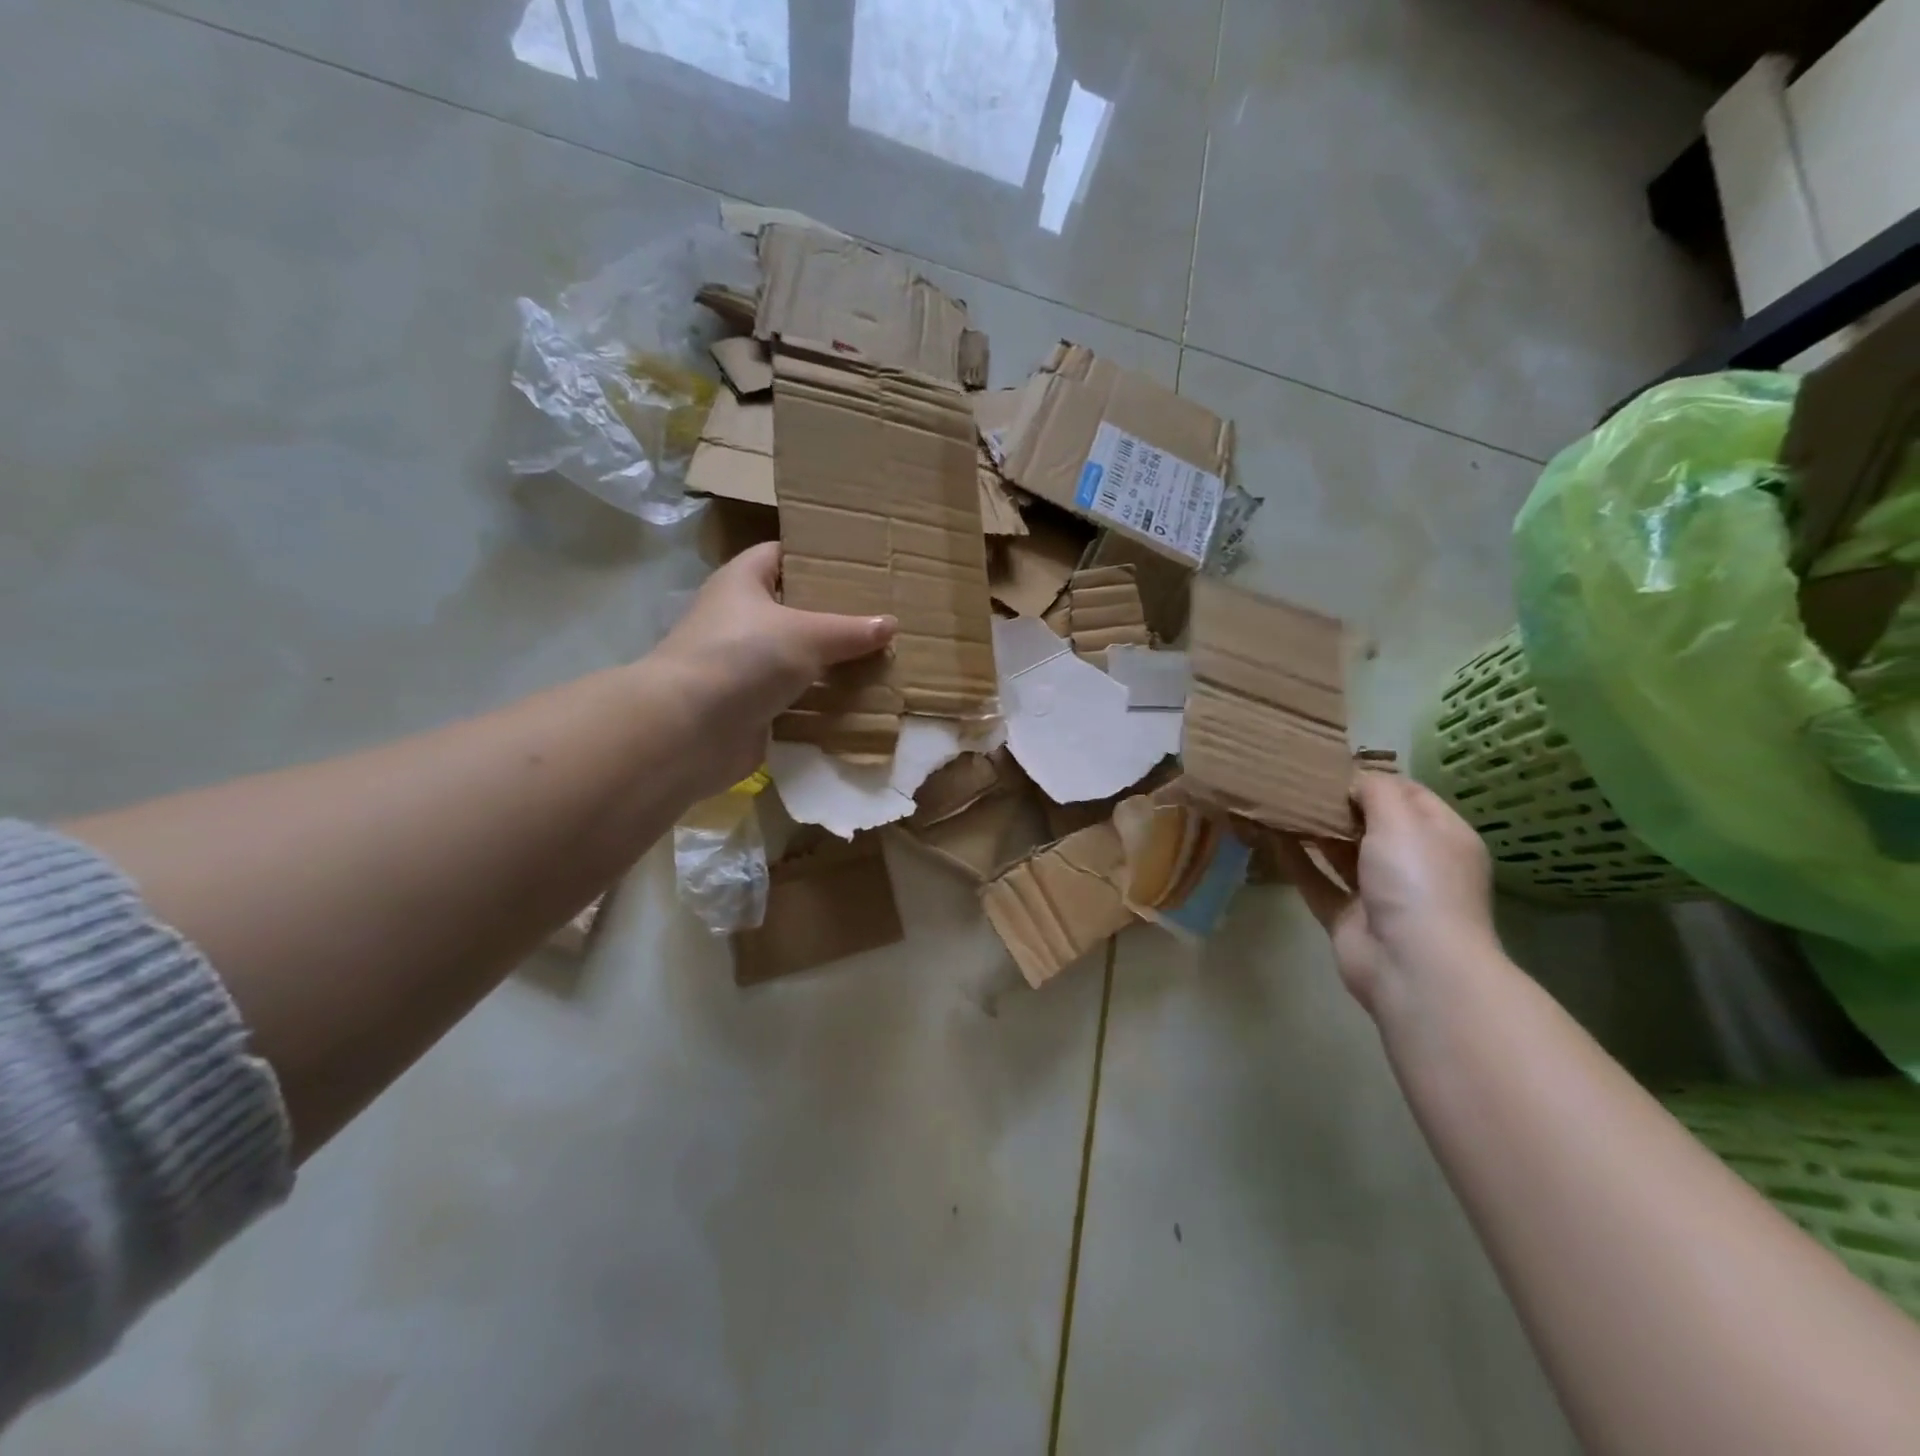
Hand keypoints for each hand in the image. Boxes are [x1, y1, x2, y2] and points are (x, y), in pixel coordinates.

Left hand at [648, 543, 896, 795]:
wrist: (689, 730)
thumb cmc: (743, 657)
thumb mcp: (806, 634)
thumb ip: (850, 630)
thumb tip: (890, 624)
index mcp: (742, 582)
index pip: (780, 555)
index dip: (815, 556)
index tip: (858, 564)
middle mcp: (739, 620)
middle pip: (794, 610)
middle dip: (834, 617)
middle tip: (881, 616)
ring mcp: (743, 667)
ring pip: (797, 659)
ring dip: (832, 664)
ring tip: (881, 659)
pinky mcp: (750, 707)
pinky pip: (795, 699)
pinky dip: (821, 703)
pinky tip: (860, 701)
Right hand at [1271, 771, 1497, 1015]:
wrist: (1413, 965)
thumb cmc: (1416, 881)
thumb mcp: (1401, 820)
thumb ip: (1375, 791)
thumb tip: (1352, 779)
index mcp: (1441, 836)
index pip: (1408, 794)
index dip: (1372, 777)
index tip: (1329, 763)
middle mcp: (1413, 863)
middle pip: (1371, 823)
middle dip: (1337, 802)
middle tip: (1295, 778)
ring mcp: (1379, 892)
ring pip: (1341, 852)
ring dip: (1313, 829)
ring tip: (1277, 799)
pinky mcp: (1346, 916)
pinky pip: (1316, 880)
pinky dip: (1295, 860)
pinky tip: (1269, 836)